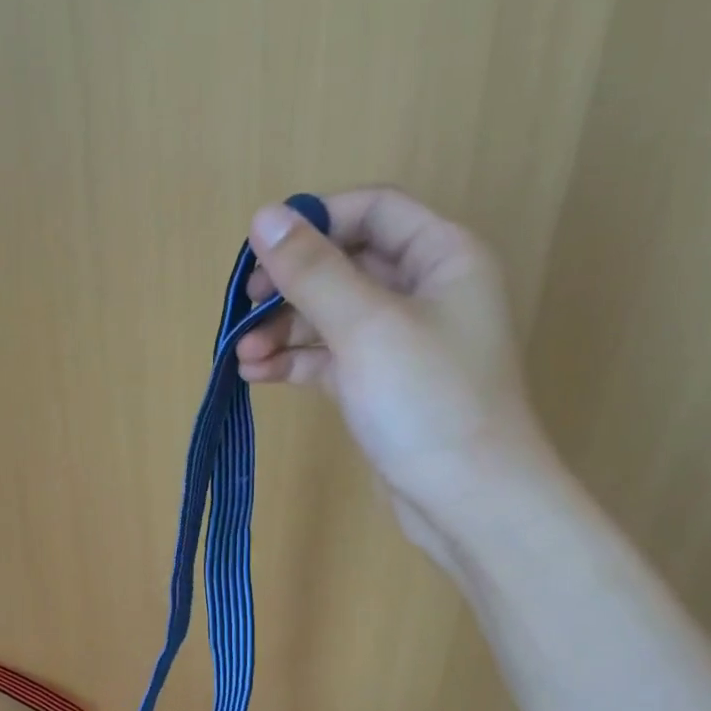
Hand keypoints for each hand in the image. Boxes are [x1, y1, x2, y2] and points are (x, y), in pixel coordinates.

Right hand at [237, 187, 555, 560]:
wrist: (467, 499)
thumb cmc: (428, 402)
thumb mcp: (366, 327)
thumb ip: (314, 272)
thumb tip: (264, 216)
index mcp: (442, 257)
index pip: (373, 212)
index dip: (316, 222)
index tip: (262, 252)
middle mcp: (425, 292)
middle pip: (346, 266)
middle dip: (291, 286)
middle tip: (244, 311)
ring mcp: (401, 344)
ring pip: (332, 318)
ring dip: (285, 330)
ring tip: (242, 355)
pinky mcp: (381, 388)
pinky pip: (331, 360)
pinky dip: (296, 362)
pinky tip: (258, 374)